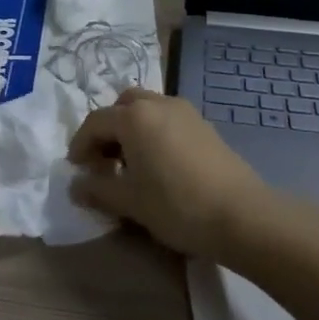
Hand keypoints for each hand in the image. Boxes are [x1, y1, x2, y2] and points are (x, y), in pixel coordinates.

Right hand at [67, 89, 273, 257]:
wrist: (242, 215)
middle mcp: (158, 104)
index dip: (80, 145)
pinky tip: (159, 166)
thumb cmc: (176, 205)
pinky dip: (154, 133)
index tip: (76, 170)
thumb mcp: (130, 201)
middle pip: (122, 106)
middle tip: (103, 161)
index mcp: (134, 116)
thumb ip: (98, 189)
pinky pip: (168, 120)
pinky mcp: (205, 126)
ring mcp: (185, 112)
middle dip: (107, 129)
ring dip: (132, 129)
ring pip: (147, 109)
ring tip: (131, 165)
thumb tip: (76, 185)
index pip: (95, 122)